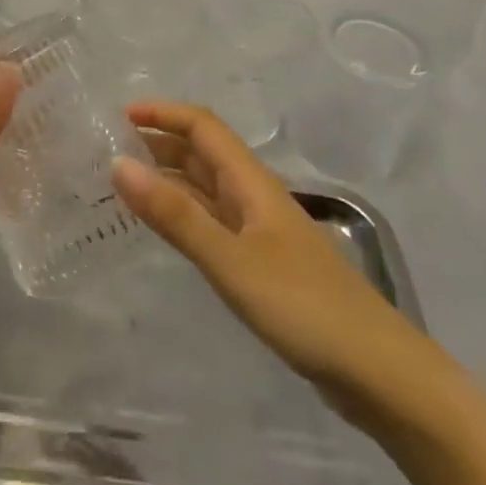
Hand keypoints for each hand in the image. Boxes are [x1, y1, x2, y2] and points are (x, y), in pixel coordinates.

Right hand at [111, 100, 437, 429]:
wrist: (377, 372)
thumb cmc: (303, 306)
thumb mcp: (230, 259)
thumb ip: (175, 214)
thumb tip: (118, 162)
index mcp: (251, 182)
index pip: (202, 126)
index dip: (162, 113)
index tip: (116, 117)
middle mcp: (254, 196)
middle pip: (202, 153)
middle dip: (158, 143)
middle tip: (108, 151)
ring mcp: (260, 231)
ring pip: (206, 188)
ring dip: (168, 178)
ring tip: (123, 186)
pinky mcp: (263, 264)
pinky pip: (212, 222)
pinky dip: (183, 214)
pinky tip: (164, 231)